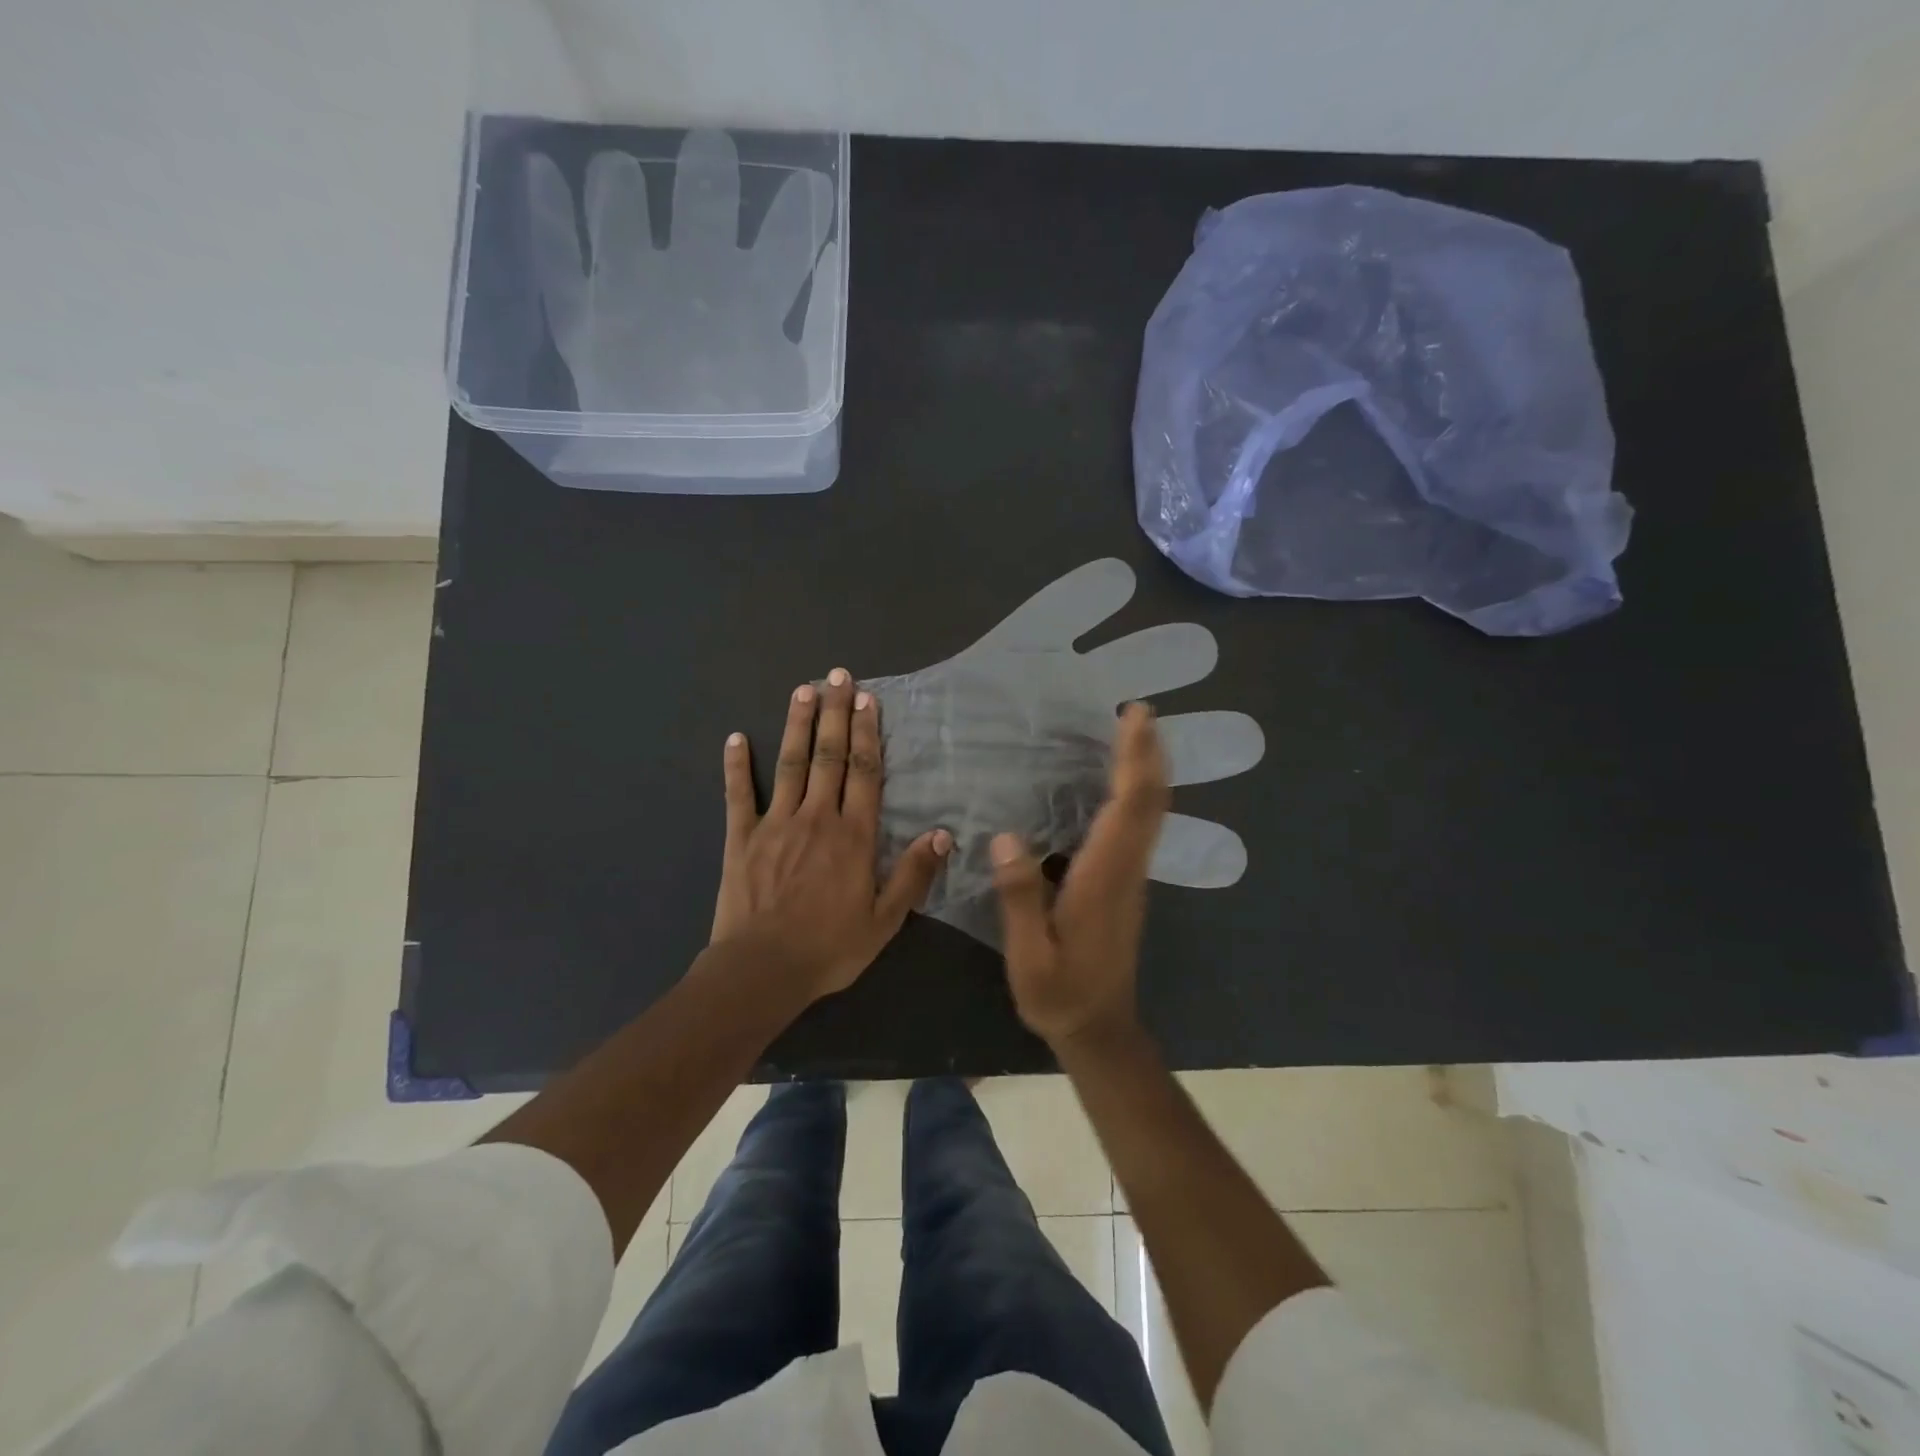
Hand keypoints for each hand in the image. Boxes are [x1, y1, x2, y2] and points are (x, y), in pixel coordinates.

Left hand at [711, 668, 952, 999]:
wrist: (762, 969)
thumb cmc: (830, 947)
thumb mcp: (885, 920)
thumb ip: (913, 875)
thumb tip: (942, 834)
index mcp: (853, 835)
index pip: (864, 772)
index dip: (867, 734)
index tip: (867, 700)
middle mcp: (817, 817)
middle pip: (828, 756)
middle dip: (835, 713)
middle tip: (838, 676)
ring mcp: (775, 823)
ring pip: (790, 763)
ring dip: (797, 724)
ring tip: (803, 690)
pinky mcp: (741, 837)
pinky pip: (738, 794)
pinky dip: (737, 765)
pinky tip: (736, 737)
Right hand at [991, 703, 1170, 1046]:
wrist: (1100, 1030)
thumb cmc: (1061, 994)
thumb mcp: (1030, 955)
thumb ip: (1019, 897)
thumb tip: (1006, 837)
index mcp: (1104, 877)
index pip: (1129, 808)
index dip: (1135, 759)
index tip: (1134, 717)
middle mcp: (1126, 868)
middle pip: (1150, 801)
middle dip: (1148, 752)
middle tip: (1138, 711)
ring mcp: (1131, 877)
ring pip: (1150, 812)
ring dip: (1146, 769)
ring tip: (1132, 733)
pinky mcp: (1126, 884)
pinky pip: (1139, 826)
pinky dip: (1136, 793)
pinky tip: (1116, 783)